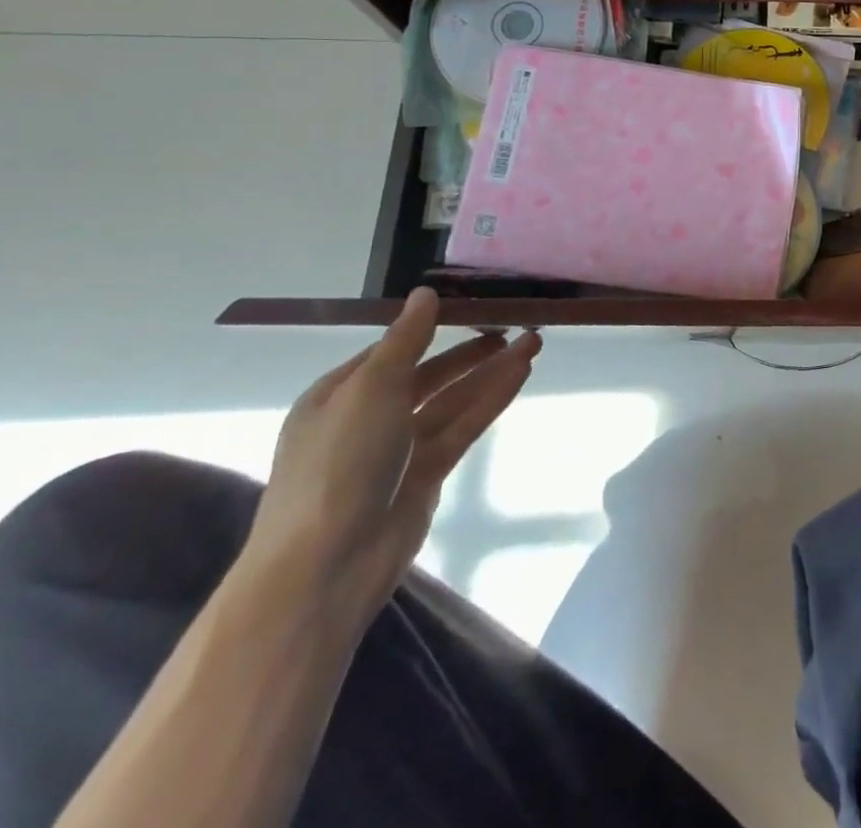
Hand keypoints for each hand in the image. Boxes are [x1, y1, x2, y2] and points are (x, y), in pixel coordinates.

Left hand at [245, 288, 538, 621]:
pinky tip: (520, 375)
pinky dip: (491, 400)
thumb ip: (405, 339)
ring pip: (453, 400)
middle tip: (516, 326)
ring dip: (491, 371)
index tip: (476, 307)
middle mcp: (367, 418)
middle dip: (472, 351)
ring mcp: (398, 449)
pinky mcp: (426, 474)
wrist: (326, 567)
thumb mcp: (370, 388)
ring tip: (534, 342)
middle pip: (429, 374)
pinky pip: (463, 426)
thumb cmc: (339, 465)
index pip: (393, 350)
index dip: (434, 328)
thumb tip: (426, 292)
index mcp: (338, 395)